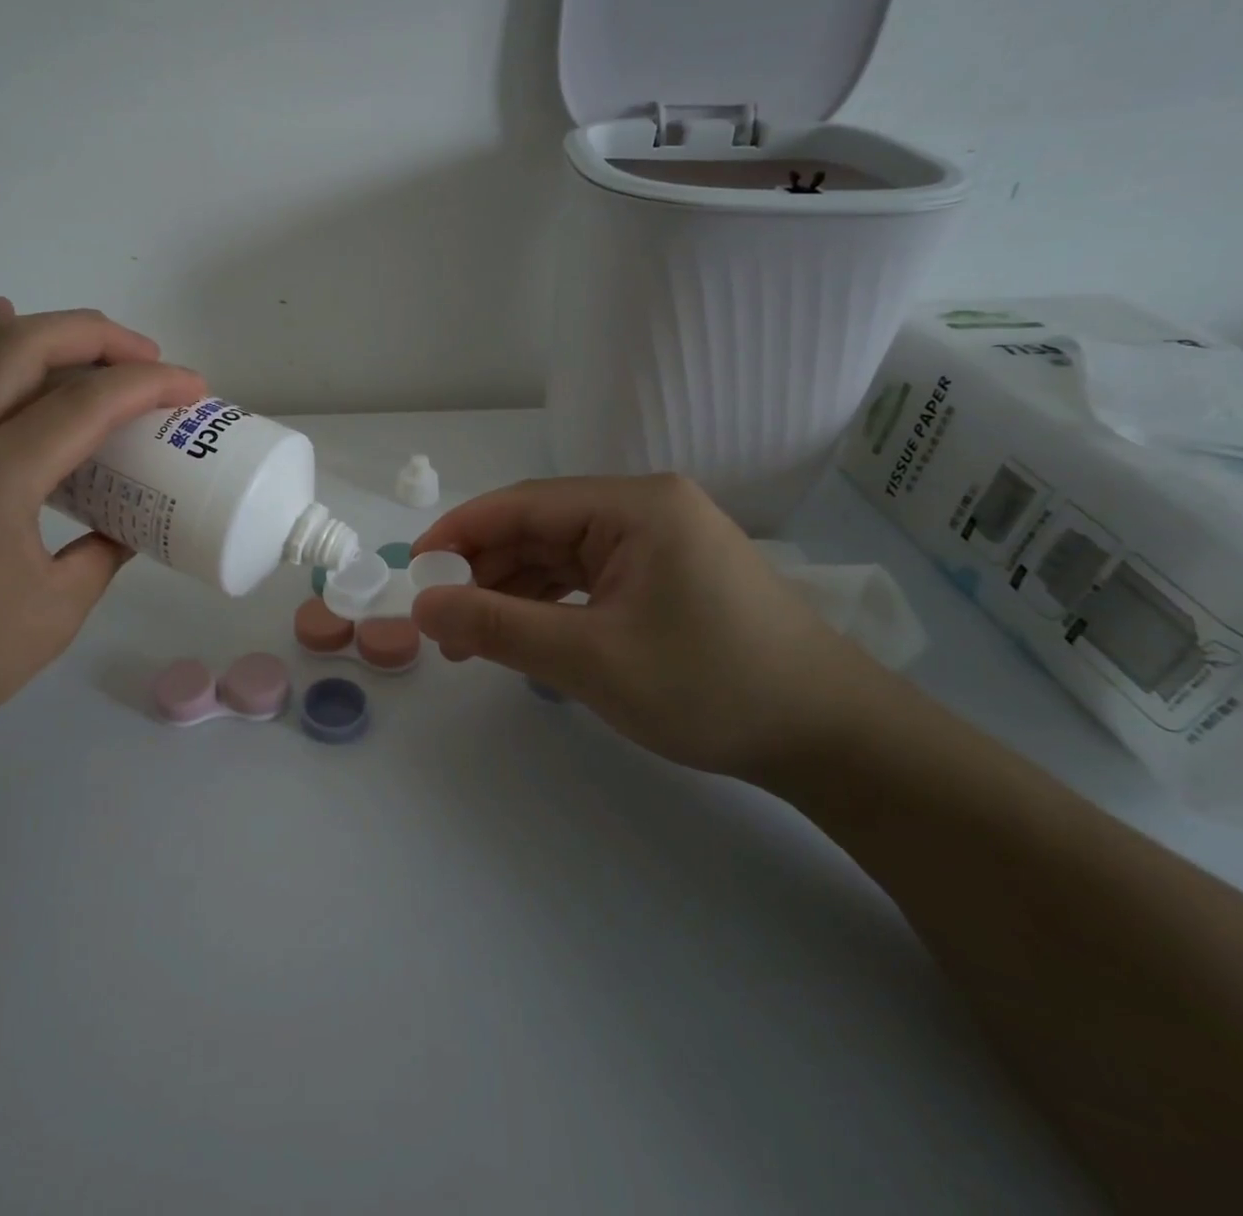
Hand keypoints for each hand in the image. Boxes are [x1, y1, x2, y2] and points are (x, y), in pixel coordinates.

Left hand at [0, 299, 204, 751]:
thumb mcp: (57, 612)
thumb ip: (102, 556)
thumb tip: (126, 527)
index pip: (86, 404)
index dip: (150, 385)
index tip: (193, 388)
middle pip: (24, 345)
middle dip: (97, 335)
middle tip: (147, 357)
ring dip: (38, 328)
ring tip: (87, 341)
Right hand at [410, 476, 889, 778]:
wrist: (830, 738)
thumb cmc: (710, 687)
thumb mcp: (590, 658)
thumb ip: (498, 626)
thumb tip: (422, 606)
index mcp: (634, 505)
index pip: (522, 504)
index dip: (459, 533)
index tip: (412, 570)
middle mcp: (645, 509)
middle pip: (539, 528)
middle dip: (484, 572)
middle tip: (441, 622)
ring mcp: (658, 541)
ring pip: (559, 556)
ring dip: (512, 593)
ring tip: (472, 641)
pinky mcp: (665, 574)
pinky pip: (587, 577)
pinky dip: (548, 605)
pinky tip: (523, 635)